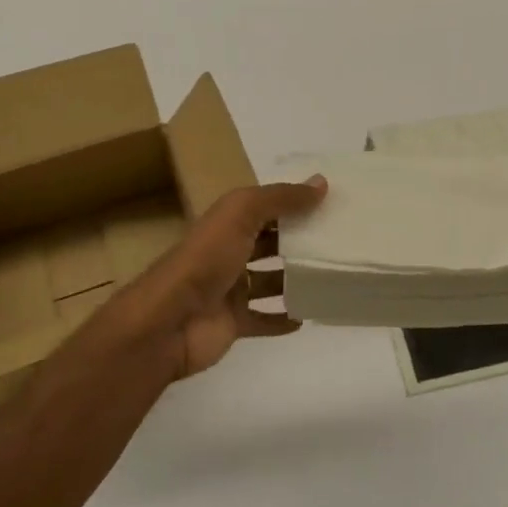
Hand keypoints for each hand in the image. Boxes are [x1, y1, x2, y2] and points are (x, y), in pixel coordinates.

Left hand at [69, 178, 326, 380]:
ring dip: (294, 279)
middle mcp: (227, 253)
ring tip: (331, 275)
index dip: (292, 203)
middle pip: (268, 243)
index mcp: (226, 223)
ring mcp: (229, 291)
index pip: (264, 208)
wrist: (169, 321)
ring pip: (269, 281)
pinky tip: (308, 315)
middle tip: (338, 240)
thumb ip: (281, 198)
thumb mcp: (242, 214)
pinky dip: (284, 319)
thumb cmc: (206, 260)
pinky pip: (264, 320)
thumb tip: (321, 183)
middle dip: (297, 241)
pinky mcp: (233, 324)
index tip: (329, 203)